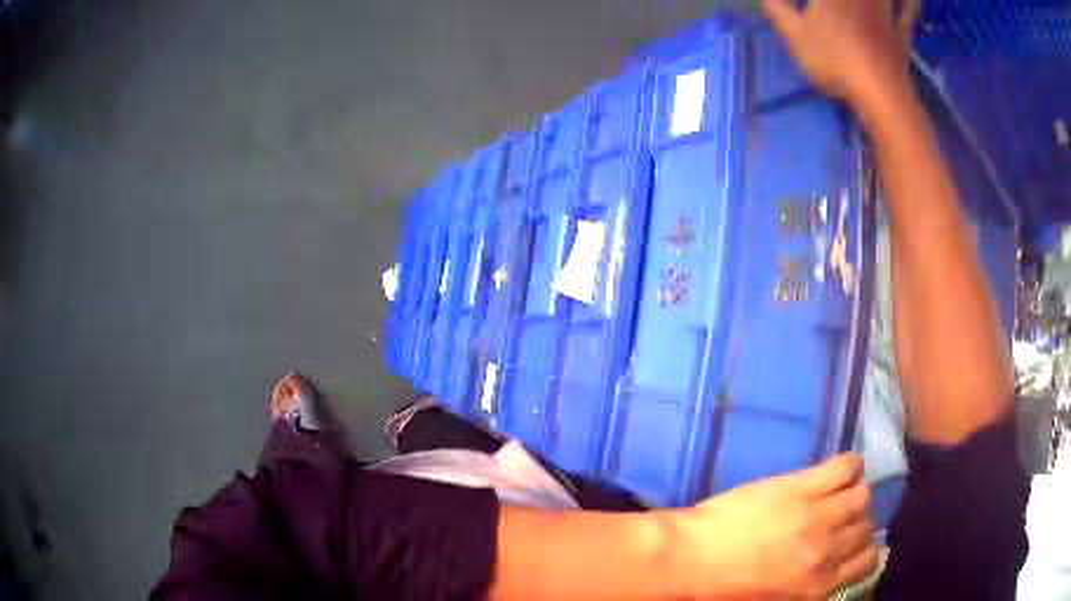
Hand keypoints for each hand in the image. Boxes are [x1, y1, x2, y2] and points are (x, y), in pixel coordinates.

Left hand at [666, 454, 877, 598]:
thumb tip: (830, 570)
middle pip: (866, 527)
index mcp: (817, 589)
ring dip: (854, 494)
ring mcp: (817, 518)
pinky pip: (845, 467)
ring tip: (835, 494)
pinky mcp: (801, 488)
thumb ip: (809, 587)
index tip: (849, 543)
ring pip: (862, 497)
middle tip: (836, 519)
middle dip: (856, 523)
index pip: (867, 562)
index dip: (862, 549)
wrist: (684, 563)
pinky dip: (850, 465)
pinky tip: (838, 470)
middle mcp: (826, 554)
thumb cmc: (719, 590)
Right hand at [762, 0, 918, 104]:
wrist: (880, 94)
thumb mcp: (794, 35)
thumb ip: (776, 8)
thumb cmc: (834, 61)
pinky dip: (910, 1)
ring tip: (867, 0)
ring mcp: (885, 10)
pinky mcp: (901, 30)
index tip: (814, 0)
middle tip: (835, 0)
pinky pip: (908, 8)